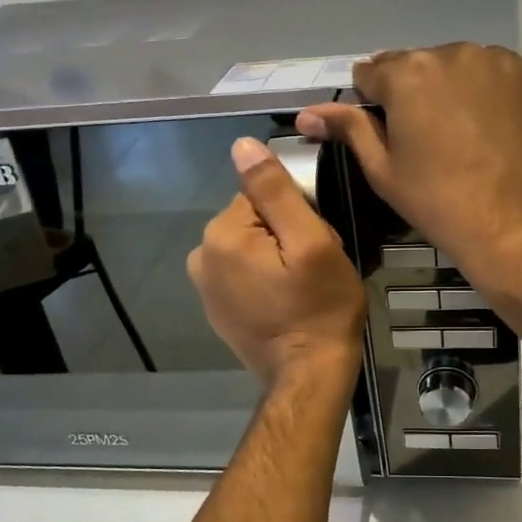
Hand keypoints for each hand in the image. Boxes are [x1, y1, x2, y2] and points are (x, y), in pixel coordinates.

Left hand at [188, 137, 366, 386]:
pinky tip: (285, 303)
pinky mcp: (216, 310)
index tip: (315, 244)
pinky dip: (264, 281)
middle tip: (313, 269)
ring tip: (302, 288)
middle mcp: (201, 256)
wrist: (308, 376)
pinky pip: (243, 276)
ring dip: (275, 259)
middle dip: (285, 236)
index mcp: (222, 234)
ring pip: (249, 248)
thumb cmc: (319, 308)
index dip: (297, 214)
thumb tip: (241, 145)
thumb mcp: (311, 243)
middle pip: (254, 221)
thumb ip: (275, 191)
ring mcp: (204, 287)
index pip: (262, 195)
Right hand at [296, 44, 521, 294]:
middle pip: (420, 67)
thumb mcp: (384, 171)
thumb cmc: (440, 203)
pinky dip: (493, 102)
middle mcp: (455, 53)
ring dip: (455, 94)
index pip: (372, 72)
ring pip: (462, 71)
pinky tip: (497, 140)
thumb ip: (348, 130)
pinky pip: (501, 83)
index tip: (386, 133)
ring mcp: (502, 64)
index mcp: (409, 72)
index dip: (372, 103)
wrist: (521, 227)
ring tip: (465, 142)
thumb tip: (307, 114)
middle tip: (427, 144)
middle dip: (416, 95)